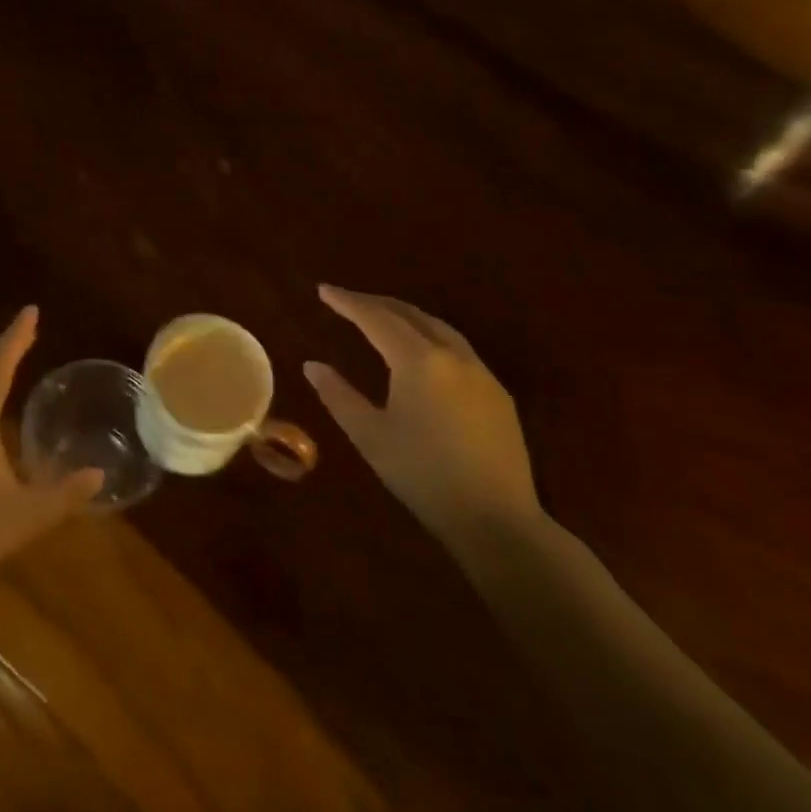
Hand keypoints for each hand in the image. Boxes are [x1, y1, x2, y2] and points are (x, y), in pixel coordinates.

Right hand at [305, 285, 539, 546]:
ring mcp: (481, 373)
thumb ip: (338, 395)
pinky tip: (421, 353)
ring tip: (380, 318)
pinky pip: (457, 348)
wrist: (496, 520)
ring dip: (405, 316)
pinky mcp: (498, 393)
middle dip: (376, 303)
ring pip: (438, 327)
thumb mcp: (370, 436)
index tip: (323, 290)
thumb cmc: (423, 476)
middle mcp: (452, 355)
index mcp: (418, 361)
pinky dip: (429, 336)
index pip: (376, 318)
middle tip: (347, 301)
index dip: (348, 302)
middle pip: (409, 314)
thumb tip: (312, 365)